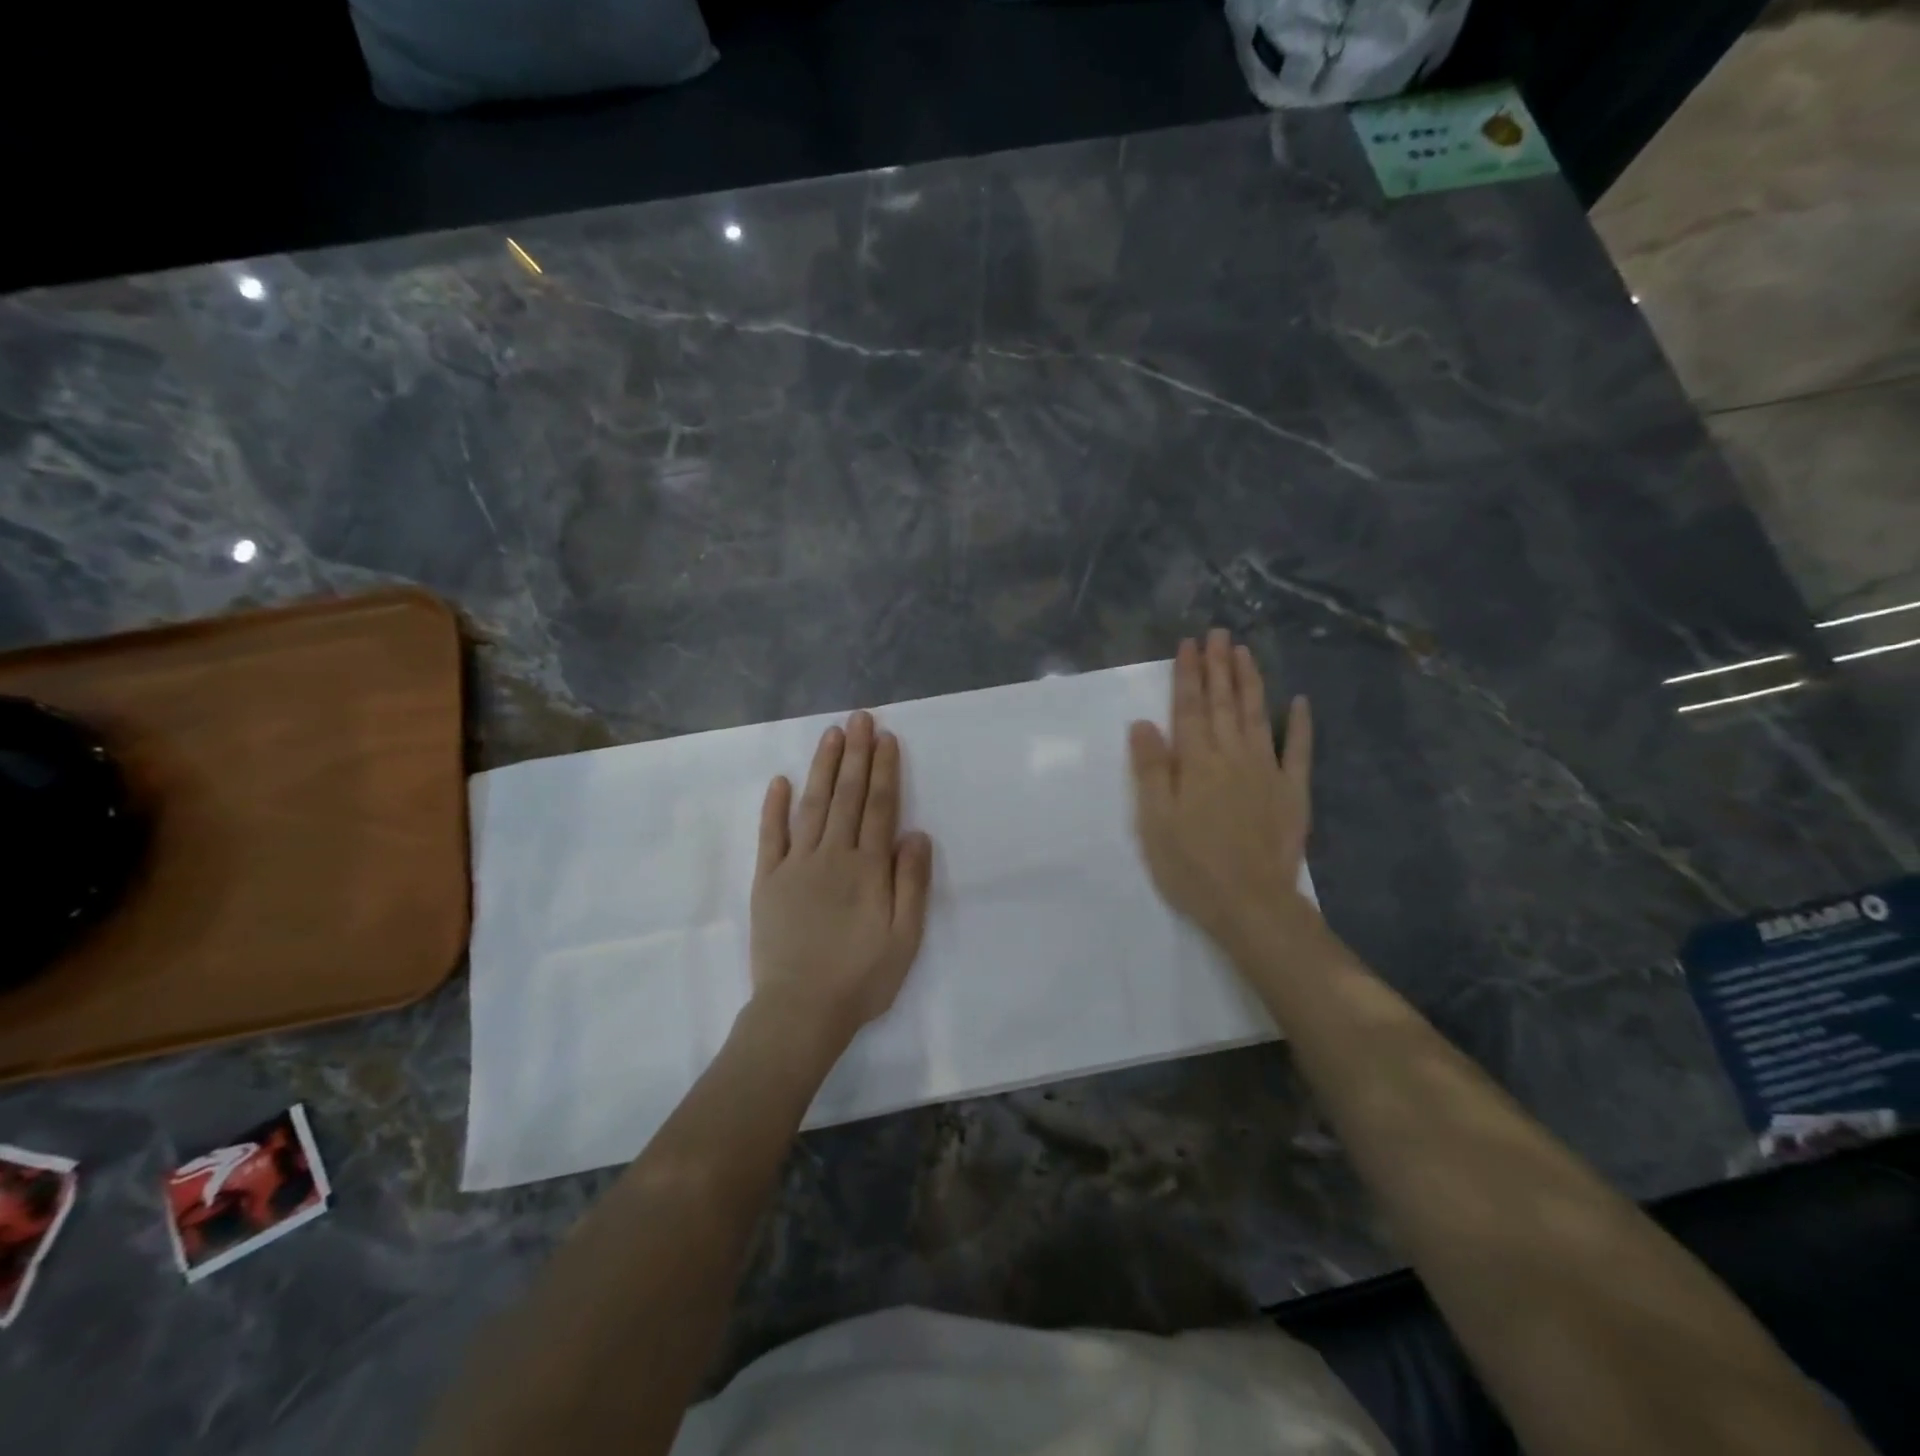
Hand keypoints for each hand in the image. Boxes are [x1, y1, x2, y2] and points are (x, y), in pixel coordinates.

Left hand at [750, 711, 933, 1046]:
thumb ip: (911, 882)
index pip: (880, 807)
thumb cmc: (861, 978)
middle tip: (860, 718)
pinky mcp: (767, 880)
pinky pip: (770, 836)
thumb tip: (916, 833)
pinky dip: (774, 807)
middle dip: (856, 755)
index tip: (886, 738)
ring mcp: (795, 865)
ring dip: (823, 768)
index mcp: (867, 868)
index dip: (884, 770)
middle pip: (847, 796)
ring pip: (812, 805)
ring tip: (832, 735)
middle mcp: (831, 855)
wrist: (800, 1011)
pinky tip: (780, 780)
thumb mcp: (905, 937)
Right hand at [1128, 630, 1315, 955]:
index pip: (1189, 708)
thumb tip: (1143, 723)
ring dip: (1251, 682)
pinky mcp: (1293, 793)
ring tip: (1245, 652)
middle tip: (1218, 633)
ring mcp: (1267, 772)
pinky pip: (1299, 751)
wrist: (1251, 904)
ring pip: (1258, 716)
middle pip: (1224, 703)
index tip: (1188, 644)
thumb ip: (1151, 770)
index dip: (1188, 675)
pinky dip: (1301, 725)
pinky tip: (1301, 702)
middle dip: (1219, 666)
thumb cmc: (1191, 865)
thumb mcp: (1155, 821)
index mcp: (1196, 763)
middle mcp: (1232, 756)